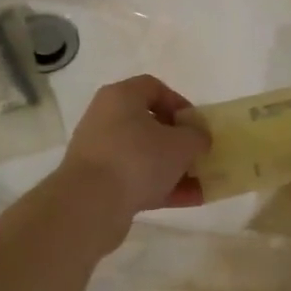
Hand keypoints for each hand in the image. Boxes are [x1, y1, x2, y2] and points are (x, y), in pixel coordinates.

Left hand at [58, 75, 210, 231]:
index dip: (179, 103)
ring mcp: (100, 152)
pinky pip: (135, 179)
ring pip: (143, 155)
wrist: (90, 203)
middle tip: (198, 154)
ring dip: (173, 168)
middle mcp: (105, 119)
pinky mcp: (98, 182)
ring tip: (201, 183)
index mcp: (120, 97)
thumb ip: (197, 136)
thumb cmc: (138, 159)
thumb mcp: (181, 144)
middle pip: (148, 124)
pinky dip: (160, 187)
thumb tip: (198, 138)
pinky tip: (189, 200)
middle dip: (178, 141)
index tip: (196, 124)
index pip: (153, 87)